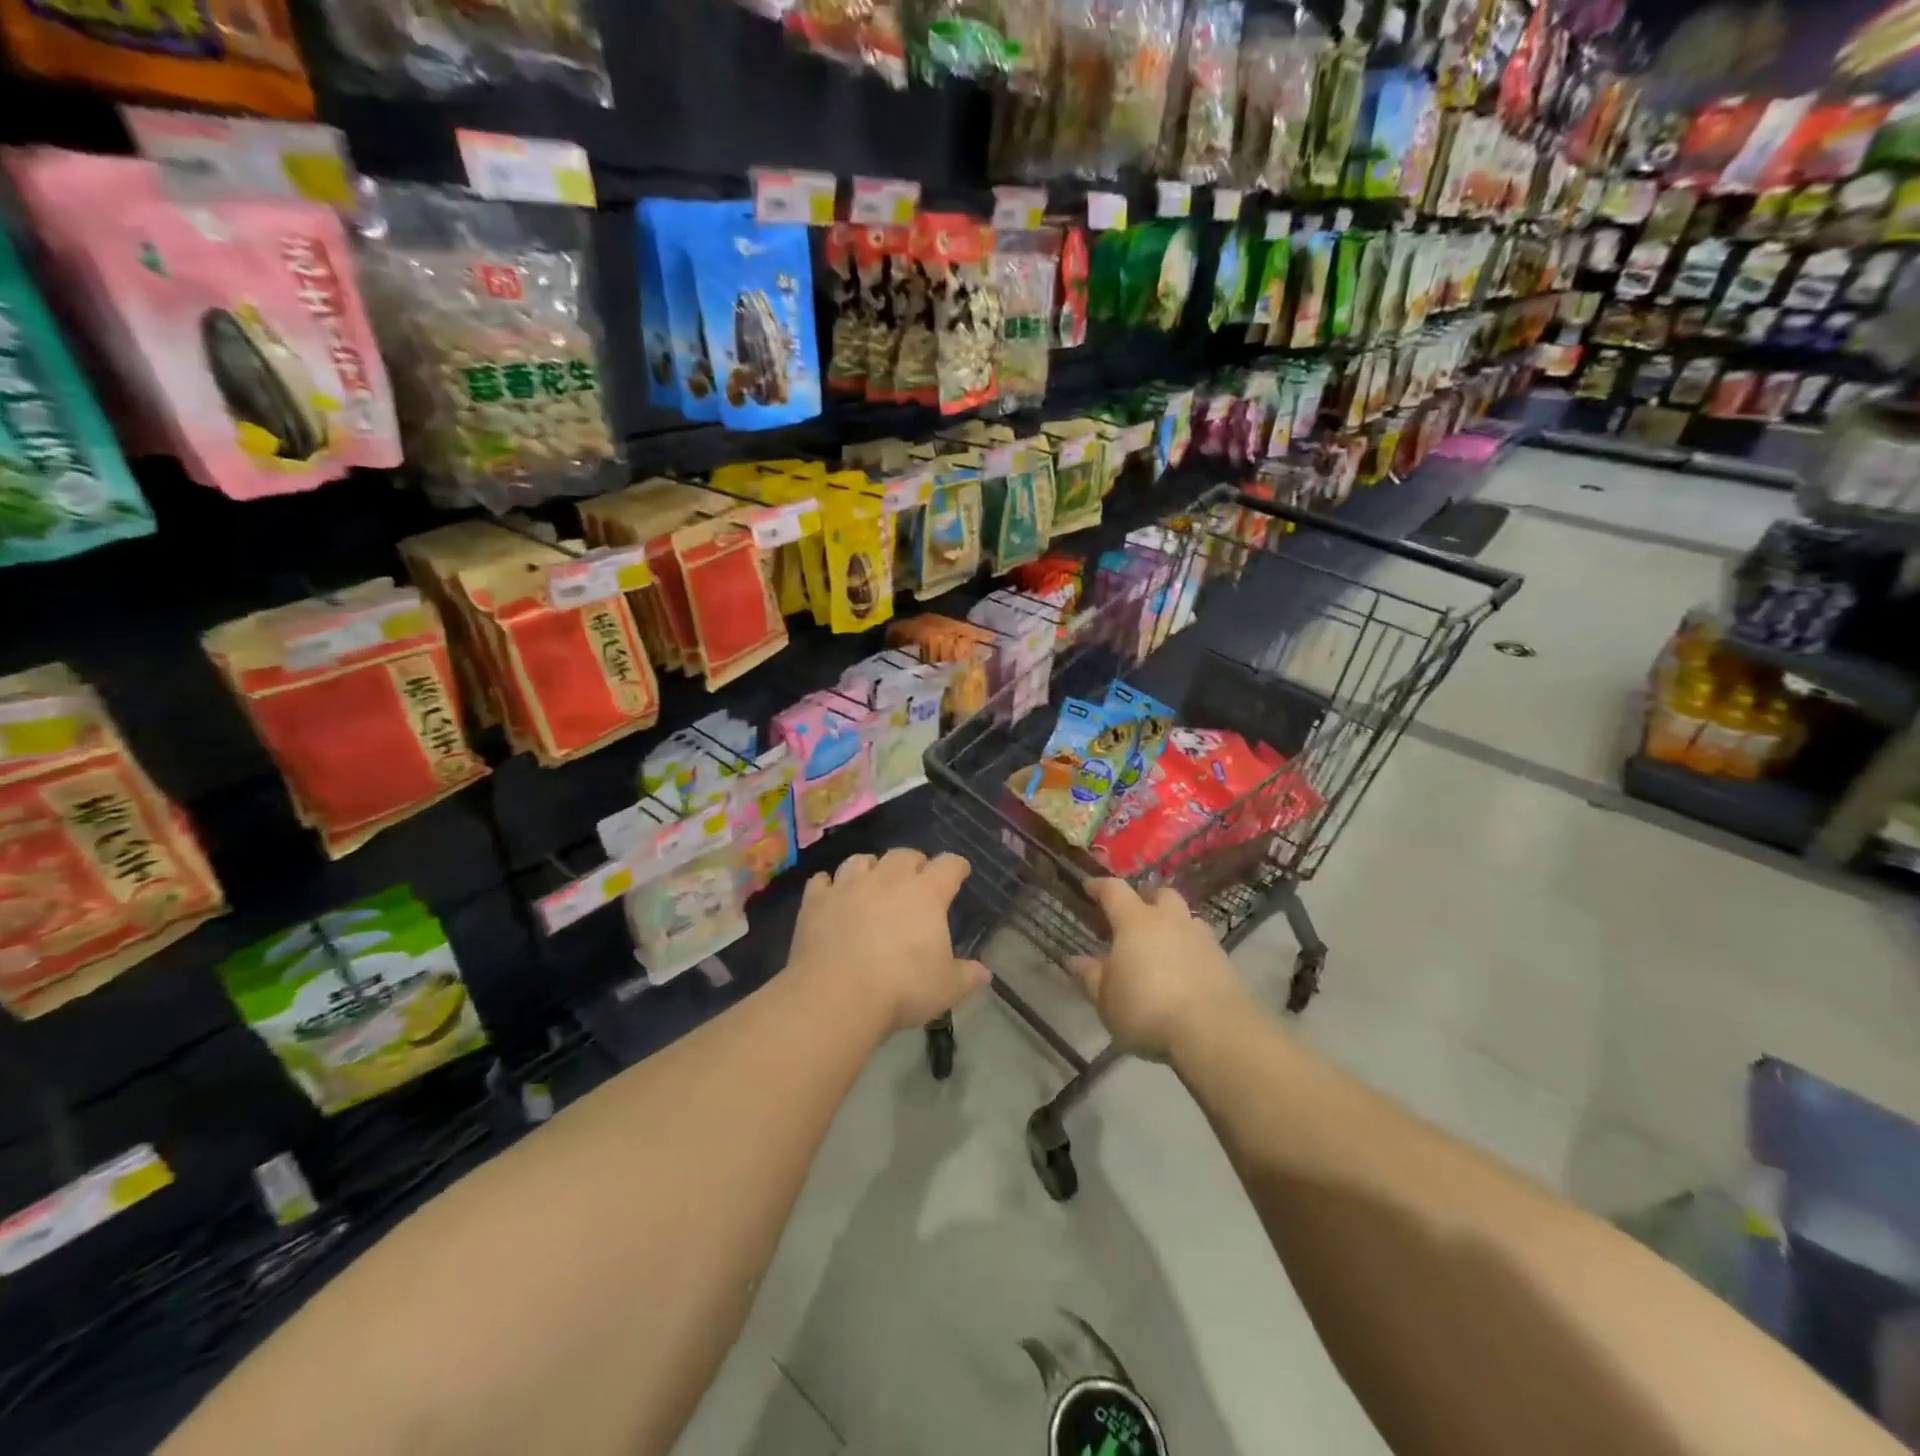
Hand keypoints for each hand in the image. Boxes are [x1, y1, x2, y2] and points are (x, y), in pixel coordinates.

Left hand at [789, 850, 989, 1033]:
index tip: (960, 872)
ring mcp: (848, 886)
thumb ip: (967, 976)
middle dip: (913, 863)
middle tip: (916, 879)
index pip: (949, 865)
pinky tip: (831, 893)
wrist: (837, 994)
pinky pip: (822, 881)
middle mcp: (888, 879)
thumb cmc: (902, 987)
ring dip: (871, 867)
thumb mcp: (946, 988)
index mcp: (926, 893)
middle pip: (904, 855)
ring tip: (873, 881)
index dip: (956, 867)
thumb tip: (984, 973)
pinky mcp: (816, 901)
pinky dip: (828, 884)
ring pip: (861, 860)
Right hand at [1068, 879, 1253, 1062]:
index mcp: (1135, 921)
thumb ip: (1091, 977)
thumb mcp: (1107, 1000)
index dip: (1099, 886)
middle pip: (1159, 894)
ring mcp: (1202, 938)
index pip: (1114, 891)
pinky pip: (1203, 944)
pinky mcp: (1225, 961)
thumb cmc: (1147, 1010)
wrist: (1214, 1032)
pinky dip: (1191, 950)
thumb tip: (1075, 960)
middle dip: (1146, 898)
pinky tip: (1185, 971)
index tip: (1089, 887)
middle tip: (1134, 914)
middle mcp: (1170, 920)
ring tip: (1162, 944)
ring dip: (1173, 924)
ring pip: (1186, 917)